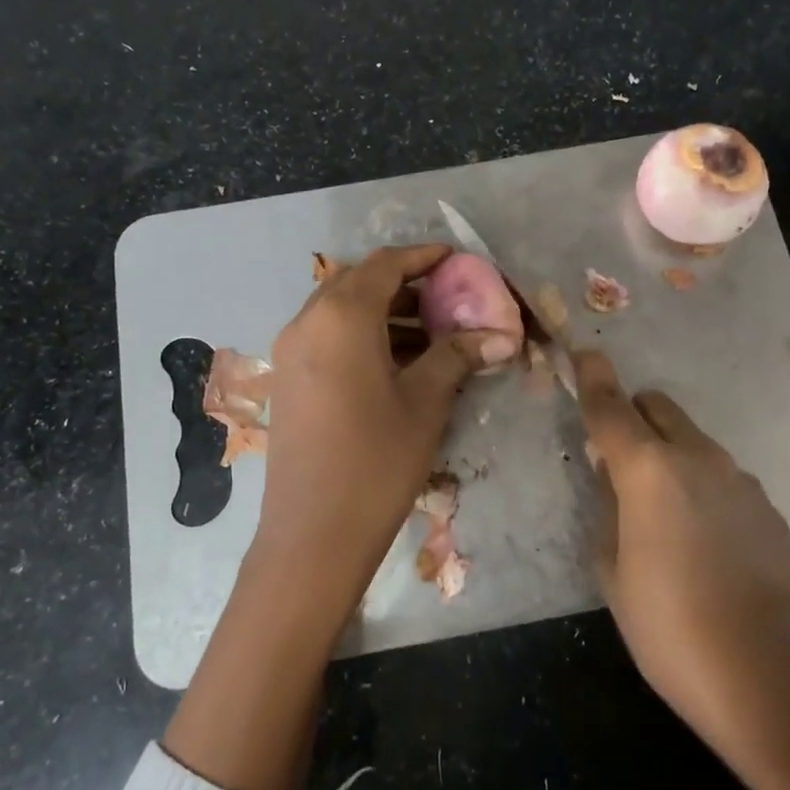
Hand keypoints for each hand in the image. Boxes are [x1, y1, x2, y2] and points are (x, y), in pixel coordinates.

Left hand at [251, 243, 502, 612]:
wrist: (313, 532)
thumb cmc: (377, 460)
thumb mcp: (425, 402)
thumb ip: (458, 356)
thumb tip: (501, 335)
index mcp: (342, 316)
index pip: (386, 265)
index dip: (423, 257)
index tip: (456, 259)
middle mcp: (308, 321)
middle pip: (359, 282)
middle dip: (404, 283)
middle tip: (446, 297)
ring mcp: (291, 351)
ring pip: (340, 311)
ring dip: (383, 311)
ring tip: (430, 332)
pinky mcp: (287, 379)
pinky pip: (326, 337)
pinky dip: (361, 335)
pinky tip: (395, 362)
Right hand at [576, 350, 789, 789]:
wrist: (774, 682)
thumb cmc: (673, 630)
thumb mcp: (614, 575)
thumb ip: (606, 513)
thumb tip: (611, 479)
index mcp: (649, 471)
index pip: (611, 408)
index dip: (593, 378)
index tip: (583, 354)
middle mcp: (698, 459)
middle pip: (658, 409)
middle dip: (632, 416)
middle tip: (615, 456)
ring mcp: (742, 481)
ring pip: (693, 442)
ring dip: (668, 453)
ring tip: (659, 509)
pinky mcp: (769, 509)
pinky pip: (722, 476)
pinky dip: (701, 483)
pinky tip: (701, 537)